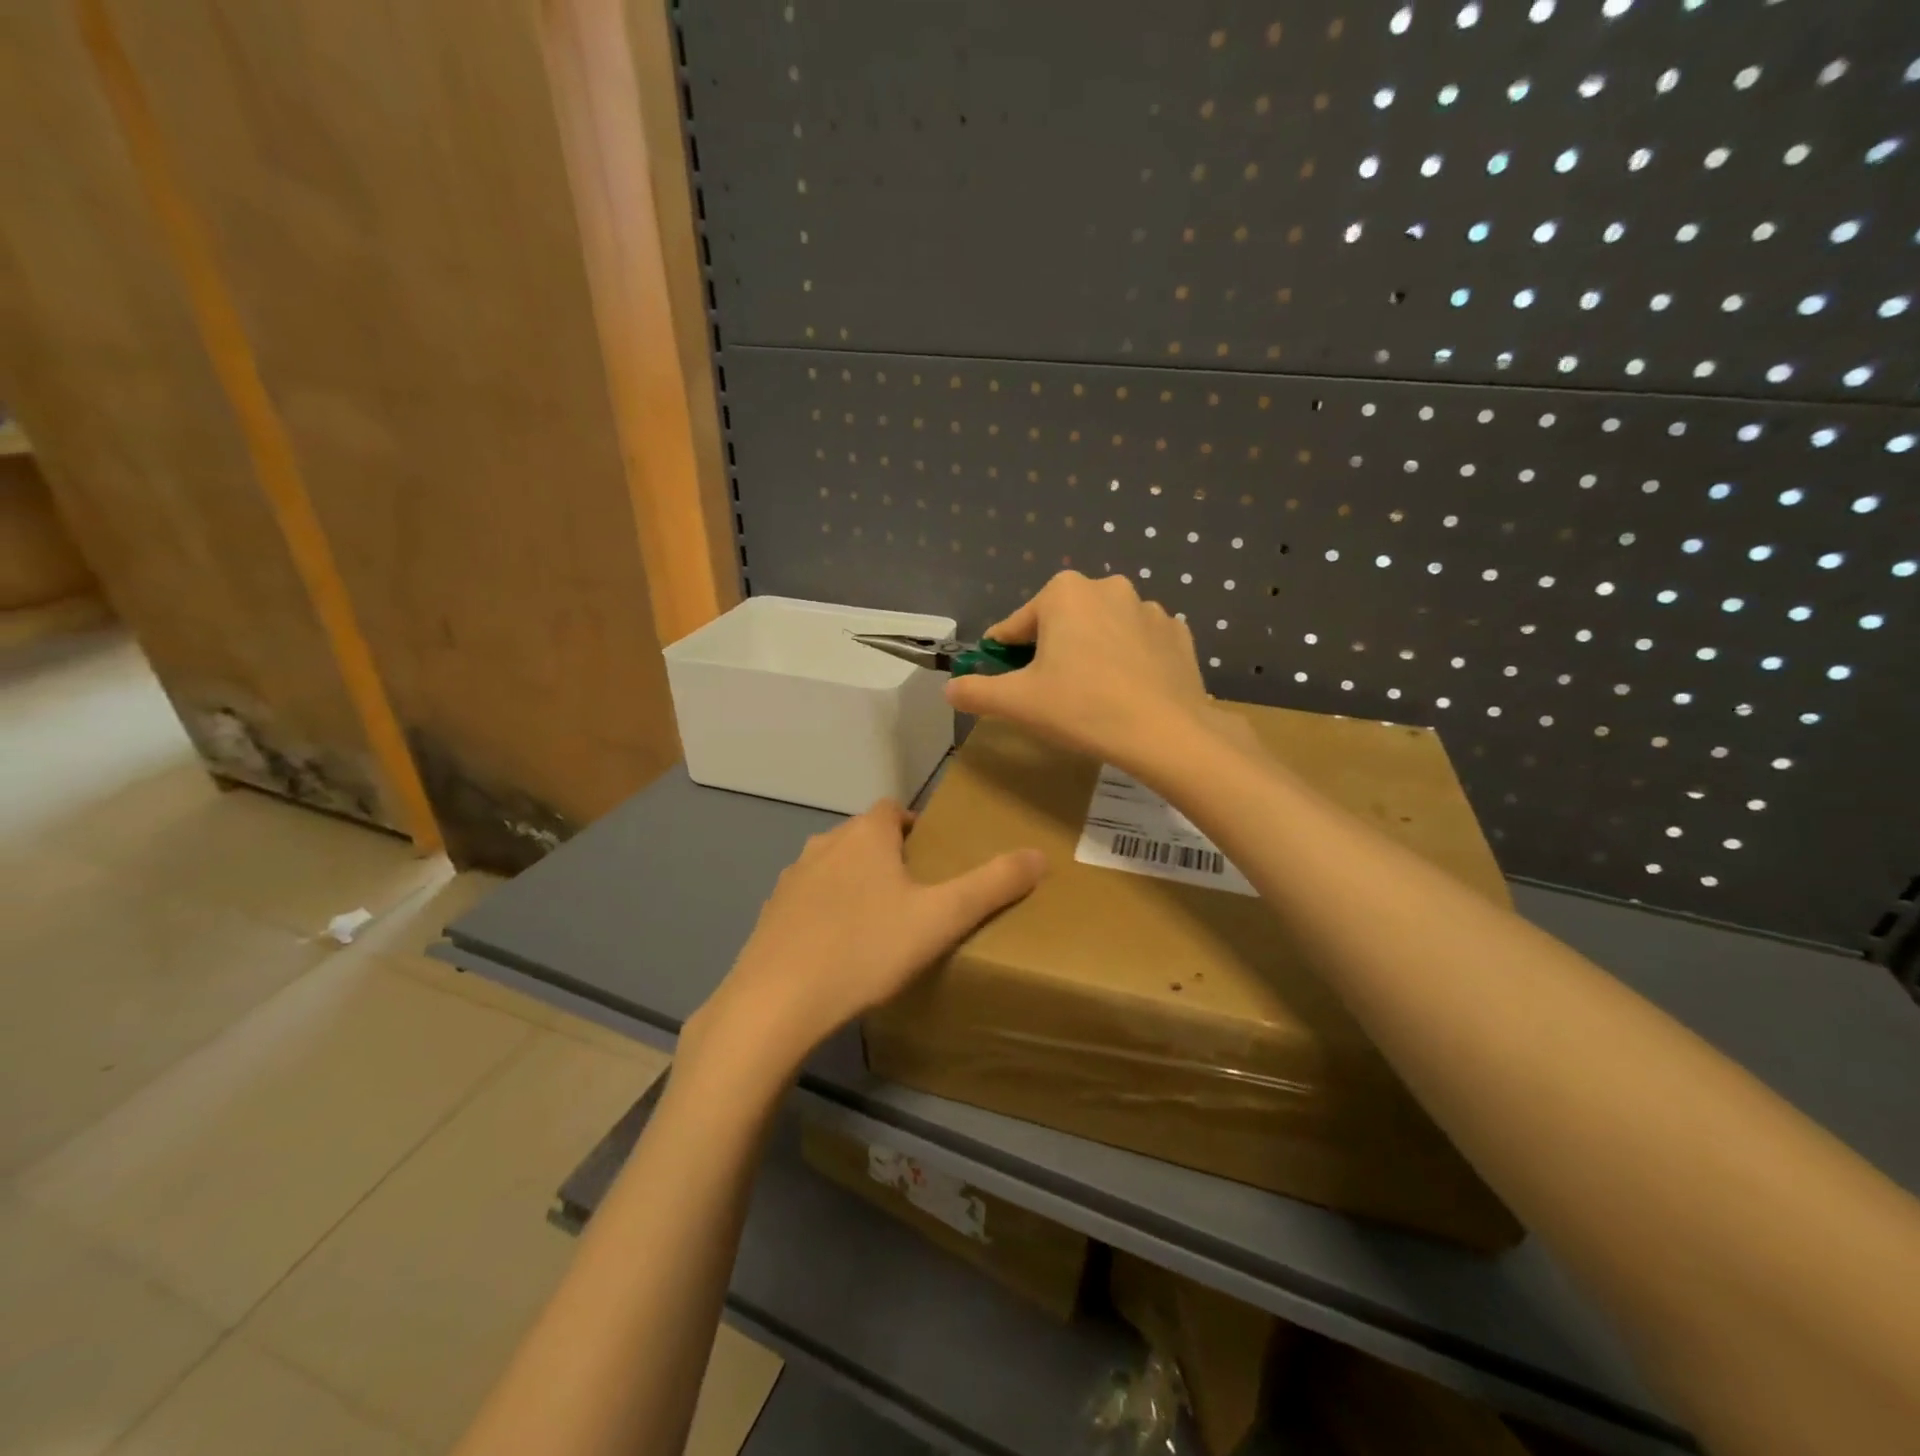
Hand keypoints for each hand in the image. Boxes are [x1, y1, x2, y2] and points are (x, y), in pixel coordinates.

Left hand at [687, 801, 1045, 1074]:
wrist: (776, 1003)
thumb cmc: (866, 950)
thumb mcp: (941, 919)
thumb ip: (993, 884)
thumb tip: (1039, 854)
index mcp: (865, 835)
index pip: (894, 810)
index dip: (916, 829)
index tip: (934, 863)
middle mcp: (824, 844)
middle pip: (864, 838)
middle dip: (889, 858)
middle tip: (916, 899)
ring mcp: (791, 878)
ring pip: (834, 868)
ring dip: (856, 885)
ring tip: (879, 926)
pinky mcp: (770, 914)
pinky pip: (809, 901)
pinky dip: (826, 913)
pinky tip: (838, 952)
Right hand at [945, 571, 1213, 774]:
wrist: (1165, 734)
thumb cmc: (1081, 708)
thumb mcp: (1016, 703)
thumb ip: (975, 692)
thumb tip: (950, 690)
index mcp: (1064, 592)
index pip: (1016, 627)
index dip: (1004, 658)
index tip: (1006, 684)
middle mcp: (1107, 587)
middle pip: (1060, 624)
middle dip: (1051, 654)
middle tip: (1052, 696)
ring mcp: (1149, 609)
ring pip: (1101, 632)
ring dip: (1090, 655)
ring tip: (1092, 698)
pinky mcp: (1177, 634)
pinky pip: (1138, 645)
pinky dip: (1127, 662)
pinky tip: (1127, 693)